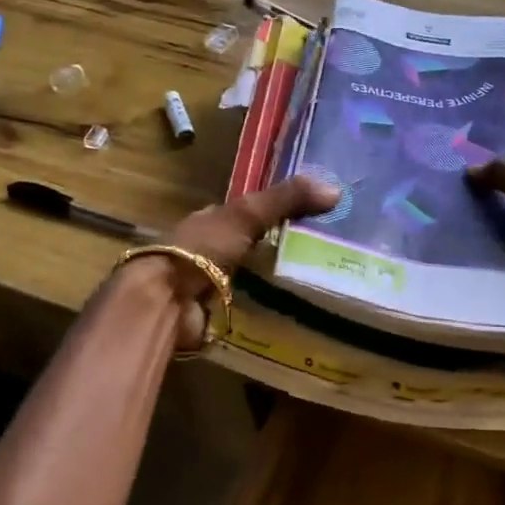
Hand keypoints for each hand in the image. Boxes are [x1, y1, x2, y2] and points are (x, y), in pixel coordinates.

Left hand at [156, 175, 341, 348]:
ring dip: (275, 282)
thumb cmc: (203, 248)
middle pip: (251, 246)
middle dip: (279, 250)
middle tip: (323, 254)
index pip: (246, 213)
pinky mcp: (216, 314)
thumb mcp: (247, 214)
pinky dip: (268, 309)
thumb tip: (336, 190)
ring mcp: (210, 284)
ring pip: (251, 279)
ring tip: (319, 283)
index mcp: (210, 221)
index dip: (275, 211)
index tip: (312, 217)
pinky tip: (296, 310)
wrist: (167, 300)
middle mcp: (208, 250)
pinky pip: (249, 308)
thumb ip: (286, 199)